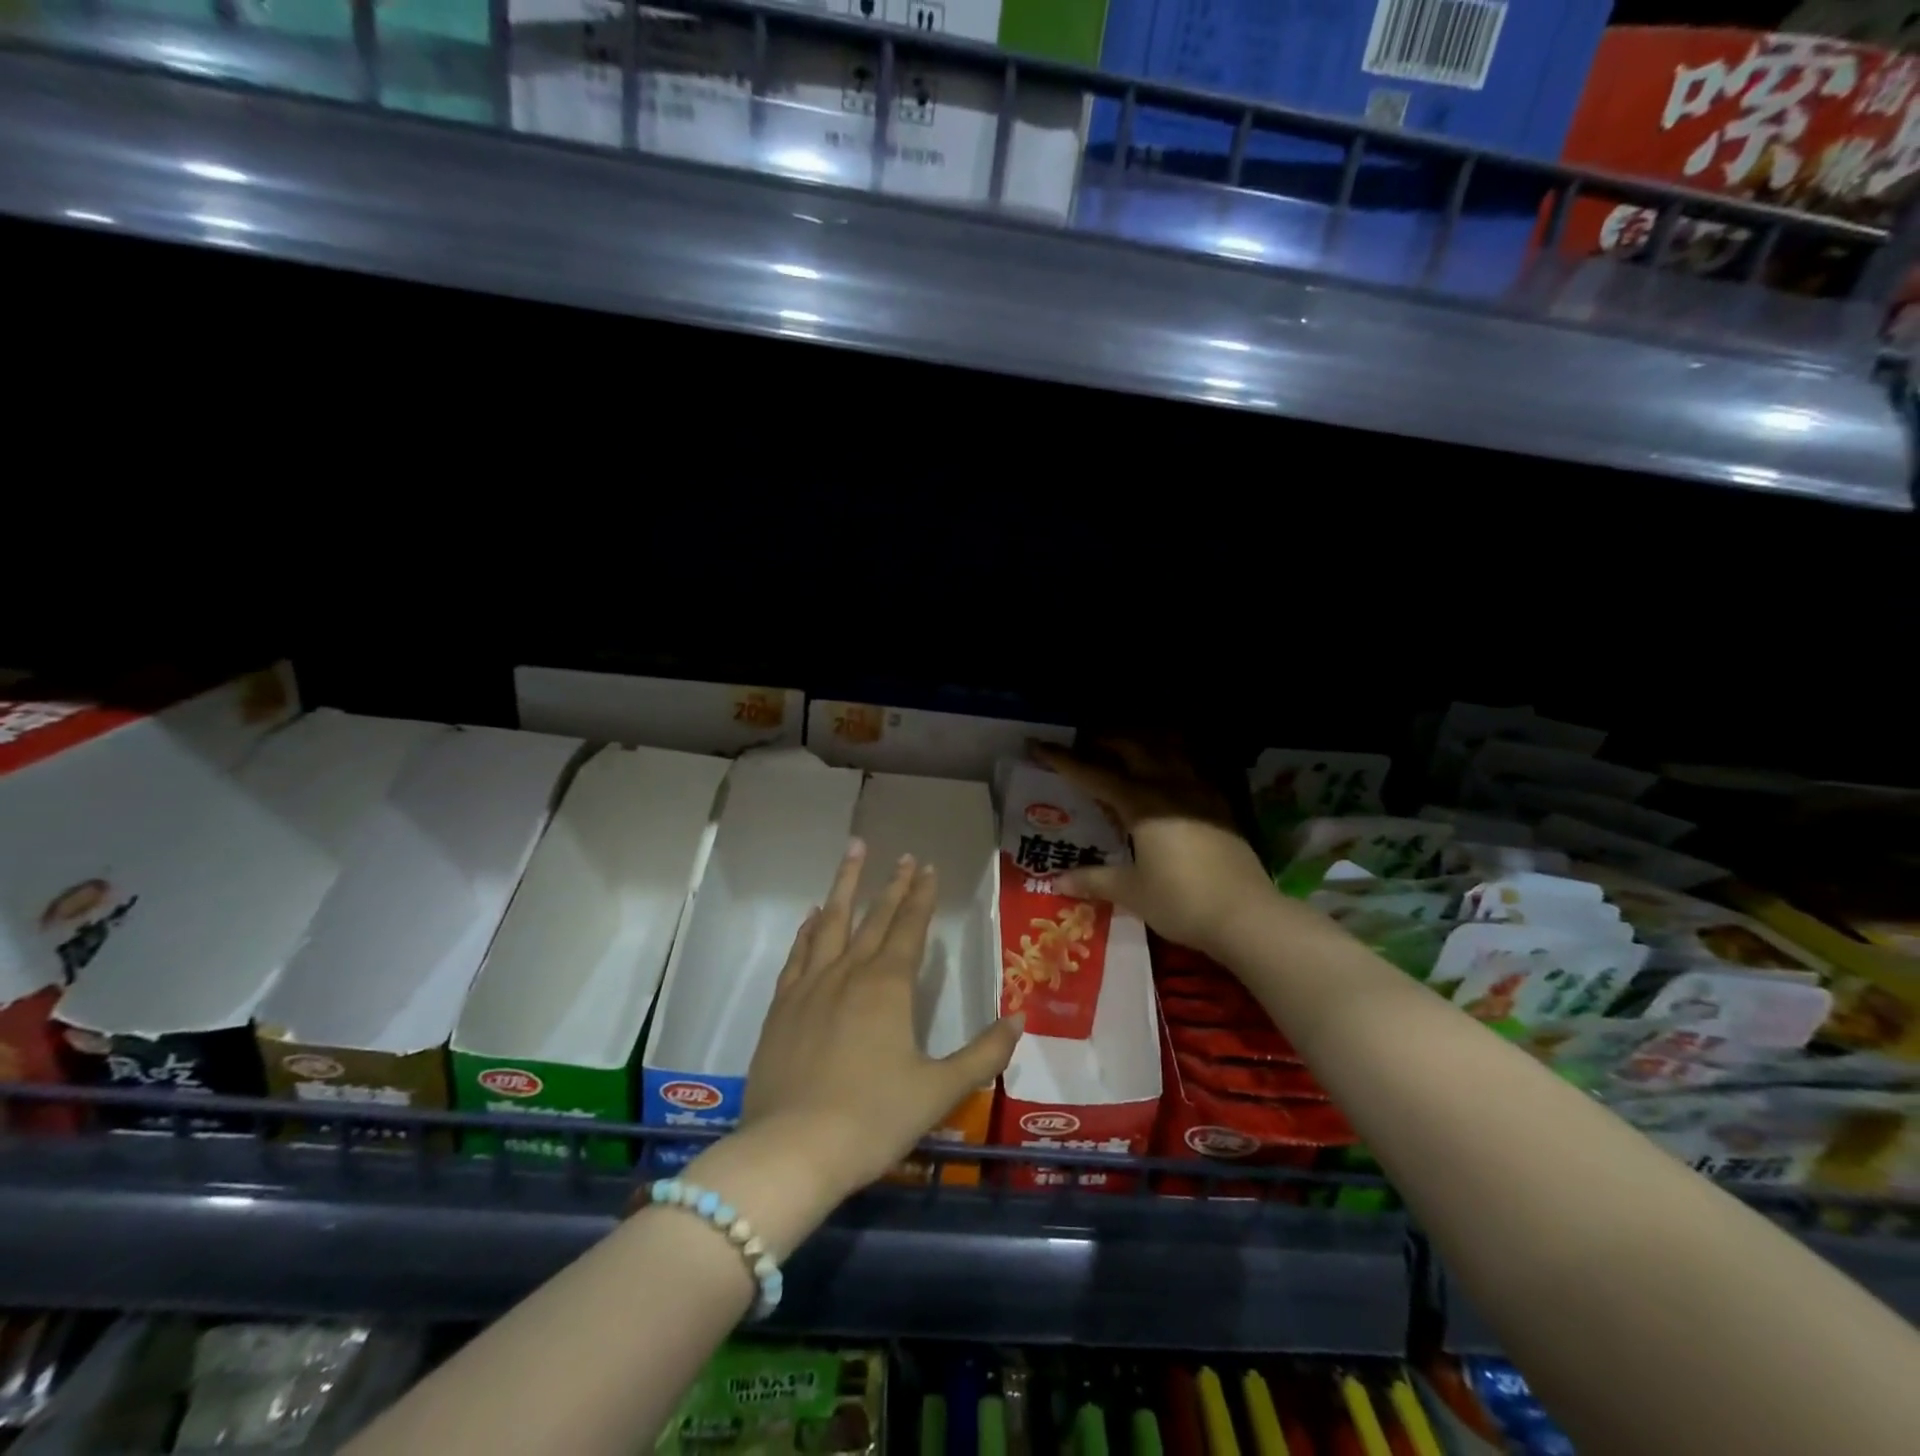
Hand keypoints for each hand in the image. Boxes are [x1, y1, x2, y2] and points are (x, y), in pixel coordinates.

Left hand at [740, 841, 1022, 1202]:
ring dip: (844, 886)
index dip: (921, 896)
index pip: (910, 927)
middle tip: (902, 855)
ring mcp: (810, 986)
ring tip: (853, 852)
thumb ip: (983, 1054)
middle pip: (874, 917)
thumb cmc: (873, 1119)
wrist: (792, 1150)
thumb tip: (1020, 1018)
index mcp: (888, 986)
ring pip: (831, 922)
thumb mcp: (940, 1091)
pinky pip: (798, 954)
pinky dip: (808, 929)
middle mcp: (849, 973)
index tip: (927, 867)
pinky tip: (812, 916)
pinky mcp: (782, 1007)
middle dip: (891, 884)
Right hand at [1037, 742, 1278, 961]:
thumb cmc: (1181, 901)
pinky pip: (1192, 768)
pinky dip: (1173, 760)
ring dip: (1144, 743)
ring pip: (1169, 750)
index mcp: (1141, 804)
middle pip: (1134, 748)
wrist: (1246, 915)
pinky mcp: (1222, 806)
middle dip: (1105, 740)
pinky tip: (1169, 775)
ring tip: (1128, 748)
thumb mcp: (1131, 892)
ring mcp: (1200, 793)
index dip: (1064, 760)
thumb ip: (1094, 880)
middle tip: (1085, 743)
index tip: (1039, 746)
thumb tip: (1058, 881)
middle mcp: (1170, 787)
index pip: (1094, 775)